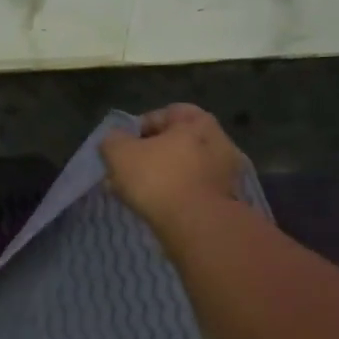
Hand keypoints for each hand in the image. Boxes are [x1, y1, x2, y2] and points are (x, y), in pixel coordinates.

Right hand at [101, 103, 248, 231]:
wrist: (196, 226)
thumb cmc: (158, 178)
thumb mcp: (119, 153)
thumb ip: (112, 140)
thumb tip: (114, 141)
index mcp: (197, 121)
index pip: (165, 113)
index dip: (139, 127)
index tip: (122, 146)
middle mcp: (218, 141)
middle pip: (175, 142)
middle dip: (149, 156)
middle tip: (126, 172)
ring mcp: (225, 172)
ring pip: (183, 168)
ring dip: (161, 177)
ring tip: (136, 193)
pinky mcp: (225, 199)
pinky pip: (192, 190)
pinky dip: (174, 195)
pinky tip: (155, 207)